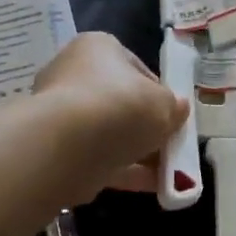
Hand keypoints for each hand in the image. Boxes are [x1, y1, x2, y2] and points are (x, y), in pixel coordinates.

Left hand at [34, 32, 188, 196]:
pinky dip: (125, 171)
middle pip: (121, 102)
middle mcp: (74, 74)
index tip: (174, 116)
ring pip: (109, 133)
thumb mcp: (164, 104)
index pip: (136, 68)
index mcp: (98, 48)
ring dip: (139, 152)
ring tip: (169, 174)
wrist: (67, 147)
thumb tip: (178, 109)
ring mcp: (61, 113)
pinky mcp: (57, 148)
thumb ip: (174, 107)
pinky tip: (153, 187)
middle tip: (171, 145)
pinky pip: (98, 157)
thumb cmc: (121, 107)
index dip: (160, 94)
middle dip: (147, 127)